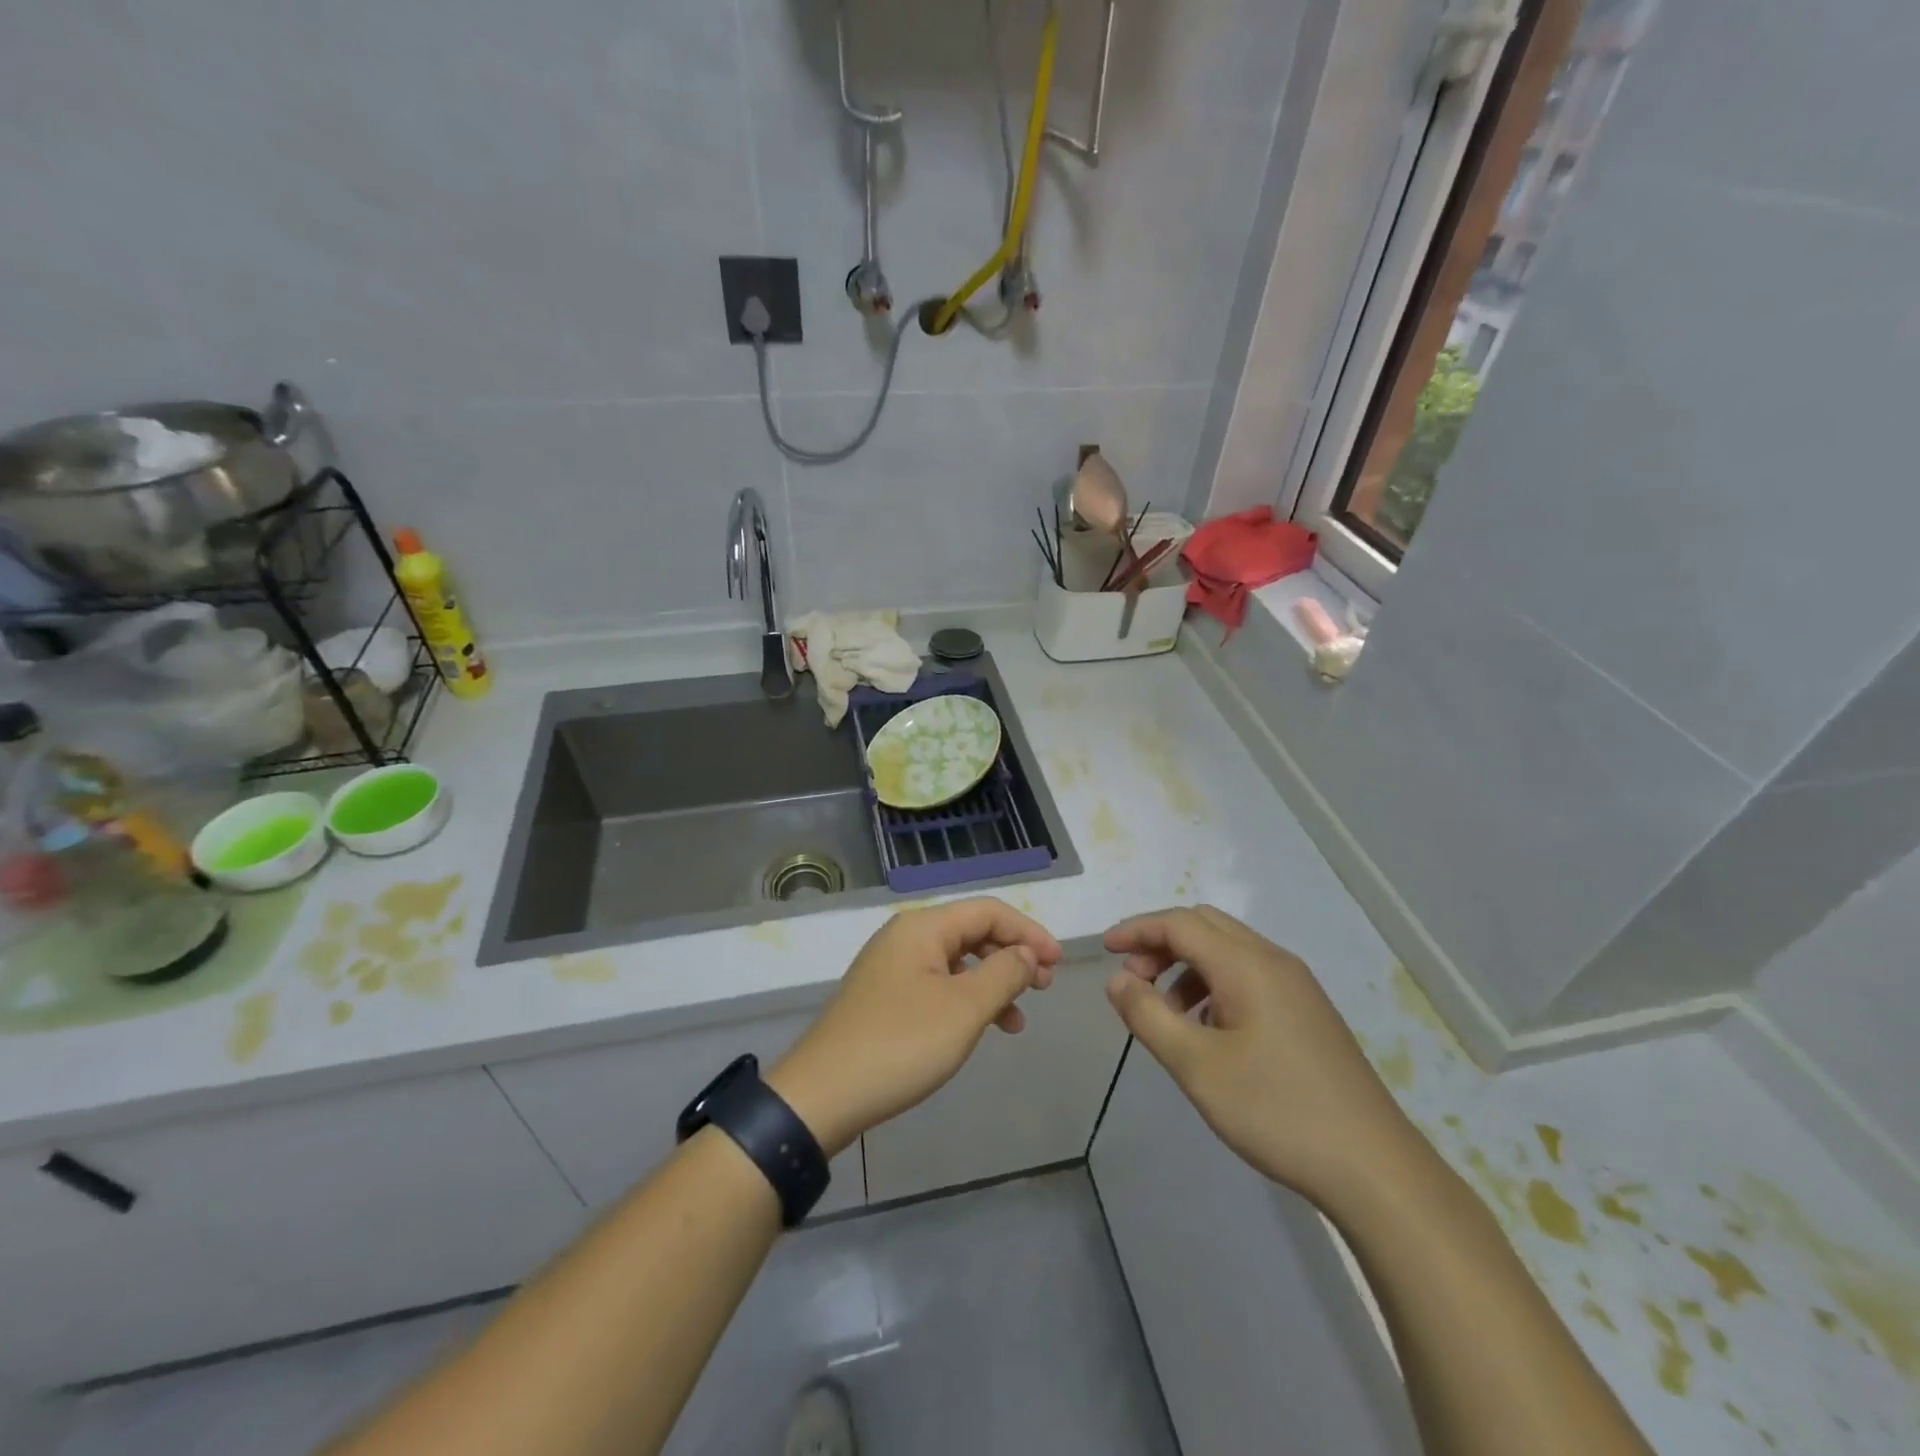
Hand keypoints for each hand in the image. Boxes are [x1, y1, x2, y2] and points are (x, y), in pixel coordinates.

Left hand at [768, 898, 1061, 1155]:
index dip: (1028, 932)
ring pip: (956, 962)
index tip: (1058, 963)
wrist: (822, 1095)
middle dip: (1012, 956)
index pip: (988, 910)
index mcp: (922, 927)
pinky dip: (966, 1001)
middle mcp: (905, 937)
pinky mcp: (884, 999)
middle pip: (971, 932)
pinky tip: (980, 1030)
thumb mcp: (963, 1009)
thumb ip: (1003, 973)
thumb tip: (1026, 955)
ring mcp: (891, 968)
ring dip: (992, 983)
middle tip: (1043, 988)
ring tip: (1017, 1020)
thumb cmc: (900, 1044)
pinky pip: (937, 986)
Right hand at [1103, 906, 1422, 1209]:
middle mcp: (1274, 961)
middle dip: (1161, 943)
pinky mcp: (1308, 1013)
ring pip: (1228, 952)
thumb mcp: (1196, 1066)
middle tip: (1133, 980)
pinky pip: (1249, 977)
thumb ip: (1148, 1015)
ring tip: (1165, 1013)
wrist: (1373, 1169)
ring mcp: (1297, 987)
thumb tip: (1118, 980)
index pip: (1180, 923)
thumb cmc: (1276, 1110)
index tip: (1105, 949)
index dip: (1137, 929)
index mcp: (1247, 964)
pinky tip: (1208, 1032)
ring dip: (1187, 967)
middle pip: (1205, 926)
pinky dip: (1214, 986)